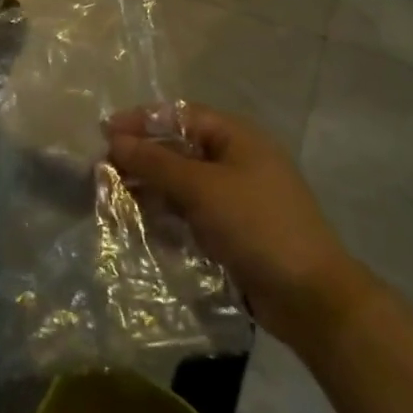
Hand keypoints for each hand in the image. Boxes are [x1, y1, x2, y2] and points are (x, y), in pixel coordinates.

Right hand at [105, 103, 371, 349]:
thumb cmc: (256, 226)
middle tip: (103, 170)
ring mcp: (234, 196)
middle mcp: (236, 160)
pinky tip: (140, 222)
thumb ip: (155, 161)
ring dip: (149, 186)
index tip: (104, 134)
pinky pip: (189, 210)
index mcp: (237, 137)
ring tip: (114, 197)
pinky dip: (165, 212)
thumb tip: (114, 140)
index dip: (141, 121)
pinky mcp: (231, 228)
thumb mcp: (201, 188)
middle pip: (178, 147)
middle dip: (141, 156)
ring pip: (180, 181)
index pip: (179, 115)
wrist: (310, 296)